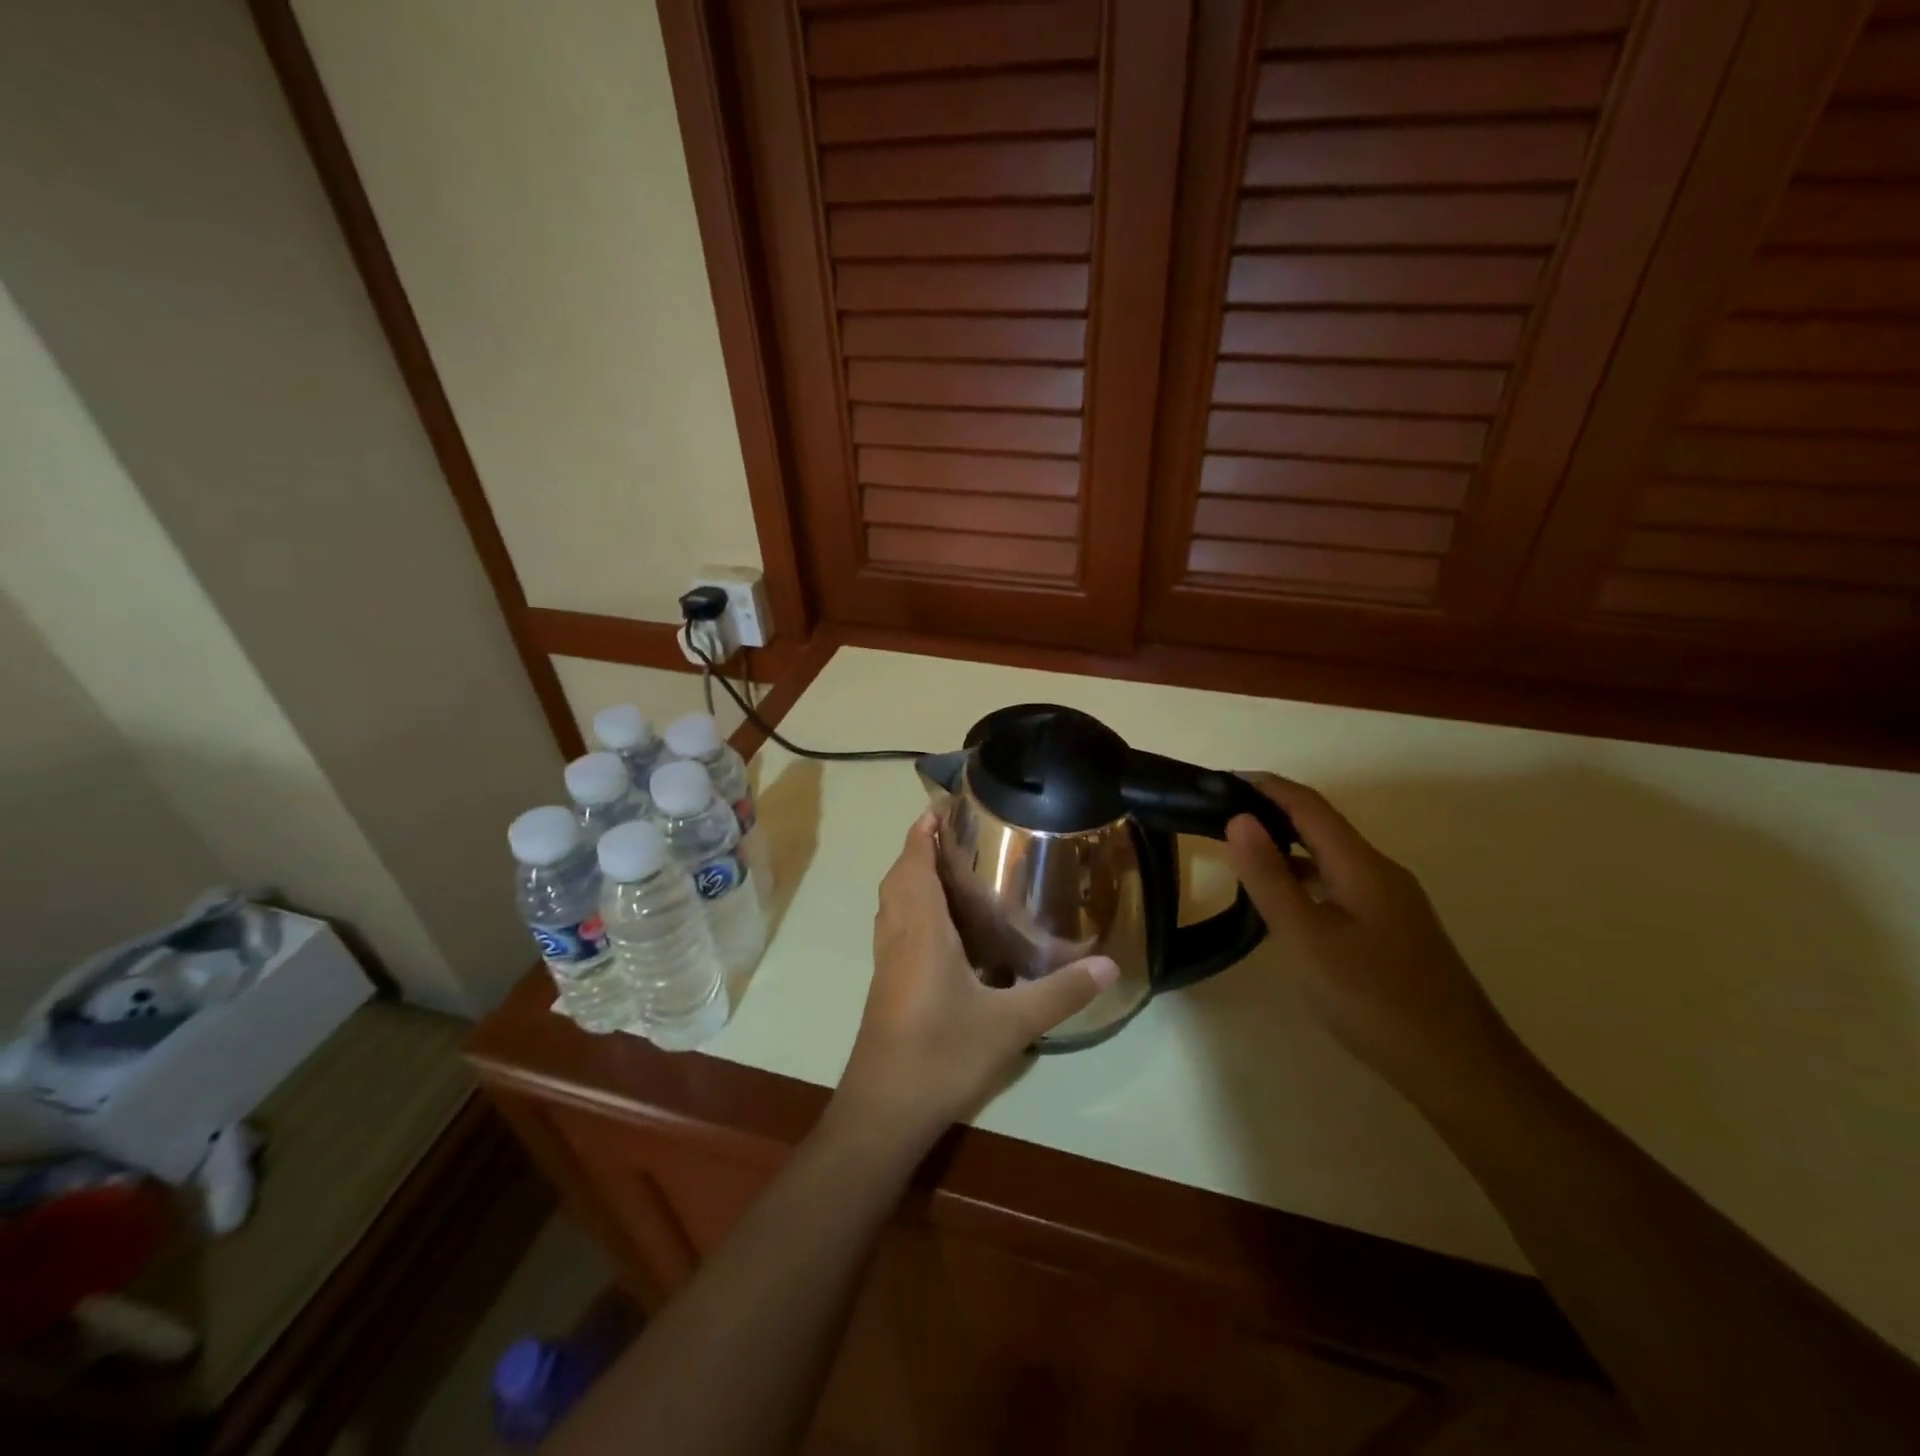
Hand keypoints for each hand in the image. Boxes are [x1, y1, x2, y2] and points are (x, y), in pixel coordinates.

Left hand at [835, 811, 1118, 1147]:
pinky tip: (941, 928)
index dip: (921, 832)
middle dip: (917, 848)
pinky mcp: (885, 984)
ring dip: (910, 876)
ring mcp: (886, 962)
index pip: (913, 864)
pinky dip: (909, 906)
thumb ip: (1060, 994)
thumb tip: (1110, 966)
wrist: (884, 1110)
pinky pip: (893, 927)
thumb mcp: (1010, 1025)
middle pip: (898, 877)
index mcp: (921, 931)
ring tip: (948, 869)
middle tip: (954, 835)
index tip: (939, 807)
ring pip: (891, 902)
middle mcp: (897, 937)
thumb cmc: (941, 1056)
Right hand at [1225, 775, 1525, 1108]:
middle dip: (1273, 812)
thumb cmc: (1374, 999)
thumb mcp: (1307, 939)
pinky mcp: (1394, 930)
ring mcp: (1392, 903)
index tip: (1221, 780)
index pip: (1309, 805)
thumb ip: (1270, 878)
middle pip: (1322, 827)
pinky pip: (1341, 886)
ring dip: (1288, 847)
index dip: (1266, 787)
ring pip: (1332, 859)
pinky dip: (1305, 879)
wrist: (1460, 1068)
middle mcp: (1382, 873)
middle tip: (1221, 816)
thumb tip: (1239, 819)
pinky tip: (1285, 904)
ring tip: (1242, 853)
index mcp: (1363, 866)